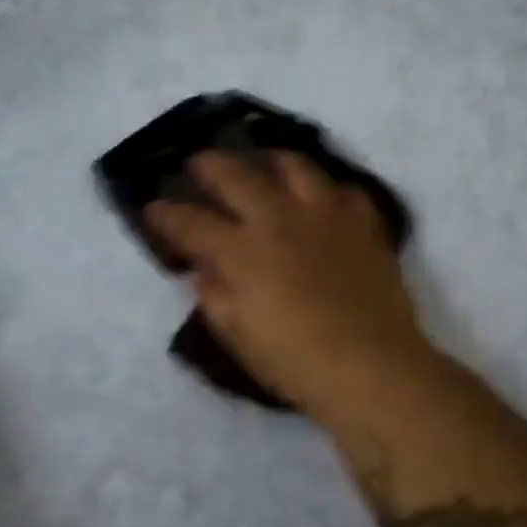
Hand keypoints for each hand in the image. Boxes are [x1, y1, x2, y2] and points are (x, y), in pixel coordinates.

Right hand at [145, 152, 436, 423]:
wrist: (374, 367)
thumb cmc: (297, 362)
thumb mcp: (238, 336)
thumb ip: (214, 294)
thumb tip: (204, 267)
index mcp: (242, 251)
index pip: (191, 221)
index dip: (165, 213)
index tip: (152, 208)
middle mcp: (280, 219)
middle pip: (236, 174)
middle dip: (209, 165)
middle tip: (198, 164)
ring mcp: (325, 214)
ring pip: (293, 165)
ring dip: (268, 159)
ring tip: (260, 163)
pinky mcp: (362, 222)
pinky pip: (342, 189)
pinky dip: (324, 190)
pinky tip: (319, 198)